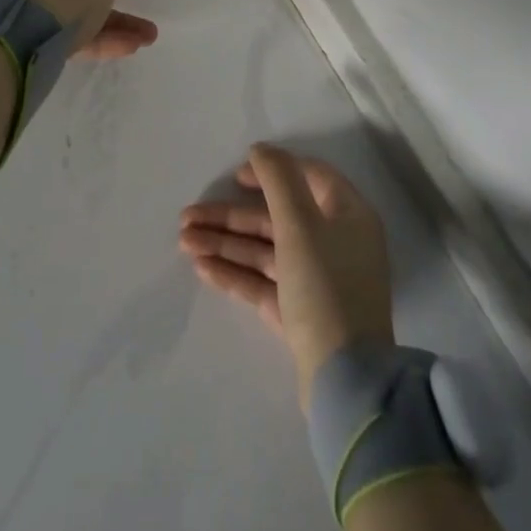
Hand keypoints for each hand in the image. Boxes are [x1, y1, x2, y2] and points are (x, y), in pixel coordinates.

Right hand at [179, 144, 394, 408]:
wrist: (346, 382)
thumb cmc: (325, 285)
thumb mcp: (300, 223)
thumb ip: (277, 179)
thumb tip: (260, 149)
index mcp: (347, 214)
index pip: (308, 177)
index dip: (270, 171)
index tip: (235, 176)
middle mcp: (335, 242)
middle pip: (276, 217)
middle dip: (230, 217)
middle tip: (188, 216)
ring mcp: (318, 281)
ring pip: (265, 251)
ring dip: (225, 244)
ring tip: (183, 241)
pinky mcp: (301, 314)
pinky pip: (264, 283)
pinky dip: (235, 273)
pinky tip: (202, 267)